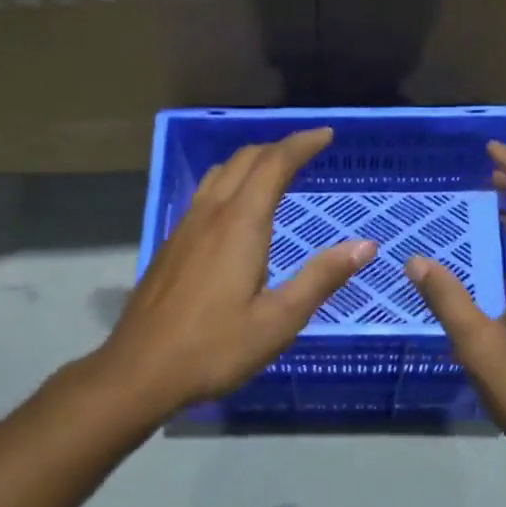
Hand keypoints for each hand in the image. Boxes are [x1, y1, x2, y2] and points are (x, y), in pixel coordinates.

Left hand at [100, 128, 376, 412]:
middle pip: (244, 160)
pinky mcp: (171, 245)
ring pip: (219, 174)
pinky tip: (235, 209)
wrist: (139, 371)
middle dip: (277, 148)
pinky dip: (229, 183)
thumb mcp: (279, 320)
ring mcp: (185, 228)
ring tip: (274, 171)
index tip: (325, 135)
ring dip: (250, 162)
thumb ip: (321, 278)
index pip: (274, 165)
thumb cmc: (214, 348)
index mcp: (240, 225)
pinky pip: (204, 194)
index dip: (301, 144)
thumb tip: (365, 245)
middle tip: (306, 151)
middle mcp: (210, 215)